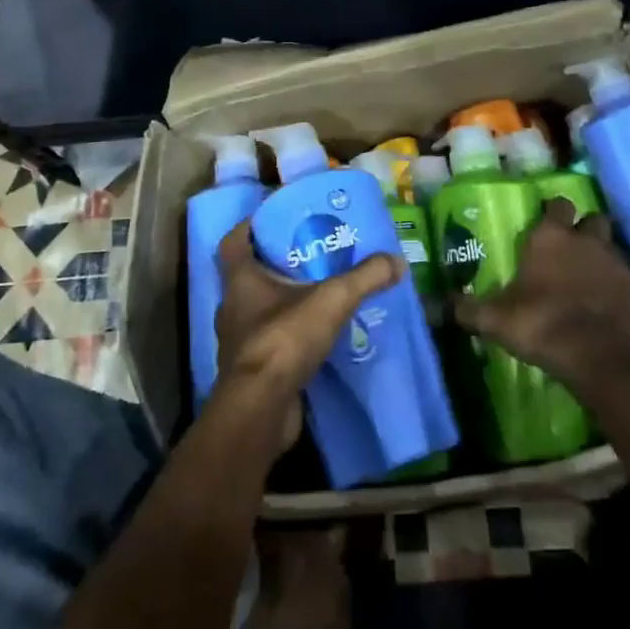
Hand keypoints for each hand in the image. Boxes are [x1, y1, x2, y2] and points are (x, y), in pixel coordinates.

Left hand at [214, 222, 403, 449]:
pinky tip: (315, 338)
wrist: (261, 408)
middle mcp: (232, 307)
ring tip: (318, 297)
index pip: (233, 242)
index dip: (248, 227)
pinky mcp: (250, 371)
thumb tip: (397, 261)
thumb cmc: (284, 338)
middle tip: (310, 257)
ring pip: (259, 311)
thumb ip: (364, 277)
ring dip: (283, 304)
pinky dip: (288, 337)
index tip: (272, 220)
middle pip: (250, 276)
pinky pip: (269, 344)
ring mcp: (238, 341)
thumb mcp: (332, 300)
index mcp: (240, 280)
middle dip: (277, 266)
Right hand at [455, 198, 629, 386]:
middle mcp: (587, 241)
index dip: (554, 211)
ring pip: (612, 248)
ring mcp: (616, 265)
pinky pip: (626, 280)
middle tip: (572, 247)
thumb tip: (438, 304)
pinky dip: (617, 288)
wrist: (596, 356)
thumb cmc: (539, 323)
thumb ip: (467, 308)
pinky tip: (605, 306)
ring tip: (588, 278)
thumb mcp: (494, 319)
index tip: (547, 221)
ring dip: (602, 257)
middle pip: (594, 219)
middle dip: (585, 228)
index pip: (558, 204)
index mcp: (551, 237)